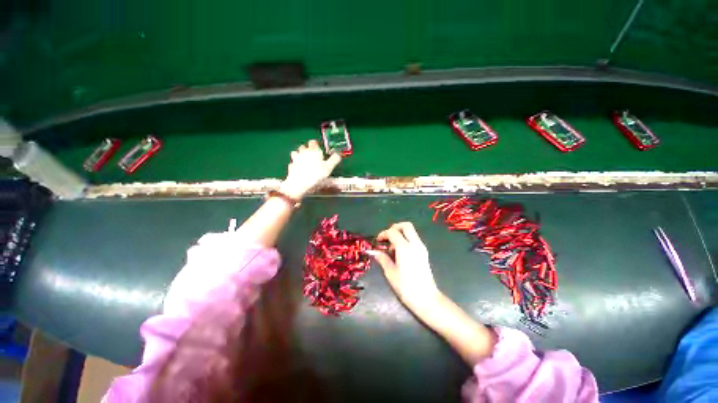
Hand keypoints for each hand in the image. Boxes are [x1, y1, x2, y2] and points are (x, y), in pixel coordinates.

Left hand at [280, 140, 341, 199]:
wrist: (299, 183)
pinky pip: (293, 162)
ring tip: (304, 162)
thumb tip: (338, 154)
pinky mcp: (290, 166)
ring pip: (296, 153)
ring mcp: (295, 158)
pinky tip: (298, 169)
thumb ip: (334, 160)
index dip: (316, 145)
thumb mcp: (329, 168)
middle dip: (307, 150)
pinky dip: (295, 164)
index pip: (313, 142)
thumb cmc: (316, 174)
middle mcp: (303, 152)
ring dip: (299, 155)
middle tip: (312, 157)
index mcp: (313, 150)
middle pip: (304, 147)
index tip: (319, 150)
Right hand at [369, 222, 440, 312]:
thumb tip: (374, 252)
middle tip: (387, 237)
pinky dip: (406, 239)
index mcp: (405, 248)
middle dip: (395, 227)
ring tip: (392, 247)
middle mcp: (415, 244)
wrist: (426, 299)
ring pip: (411, 231)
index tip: (378, 241)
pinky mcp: (424, 253)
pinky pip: (414, 239)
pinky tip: (399, 252)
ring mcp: (421, 248)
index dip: (383, 234)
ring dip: (400, 234)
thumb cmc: (406, 287)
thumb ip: (383, 259)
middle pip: (406, 225)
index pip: (393, 232)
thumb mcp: (390, 273)